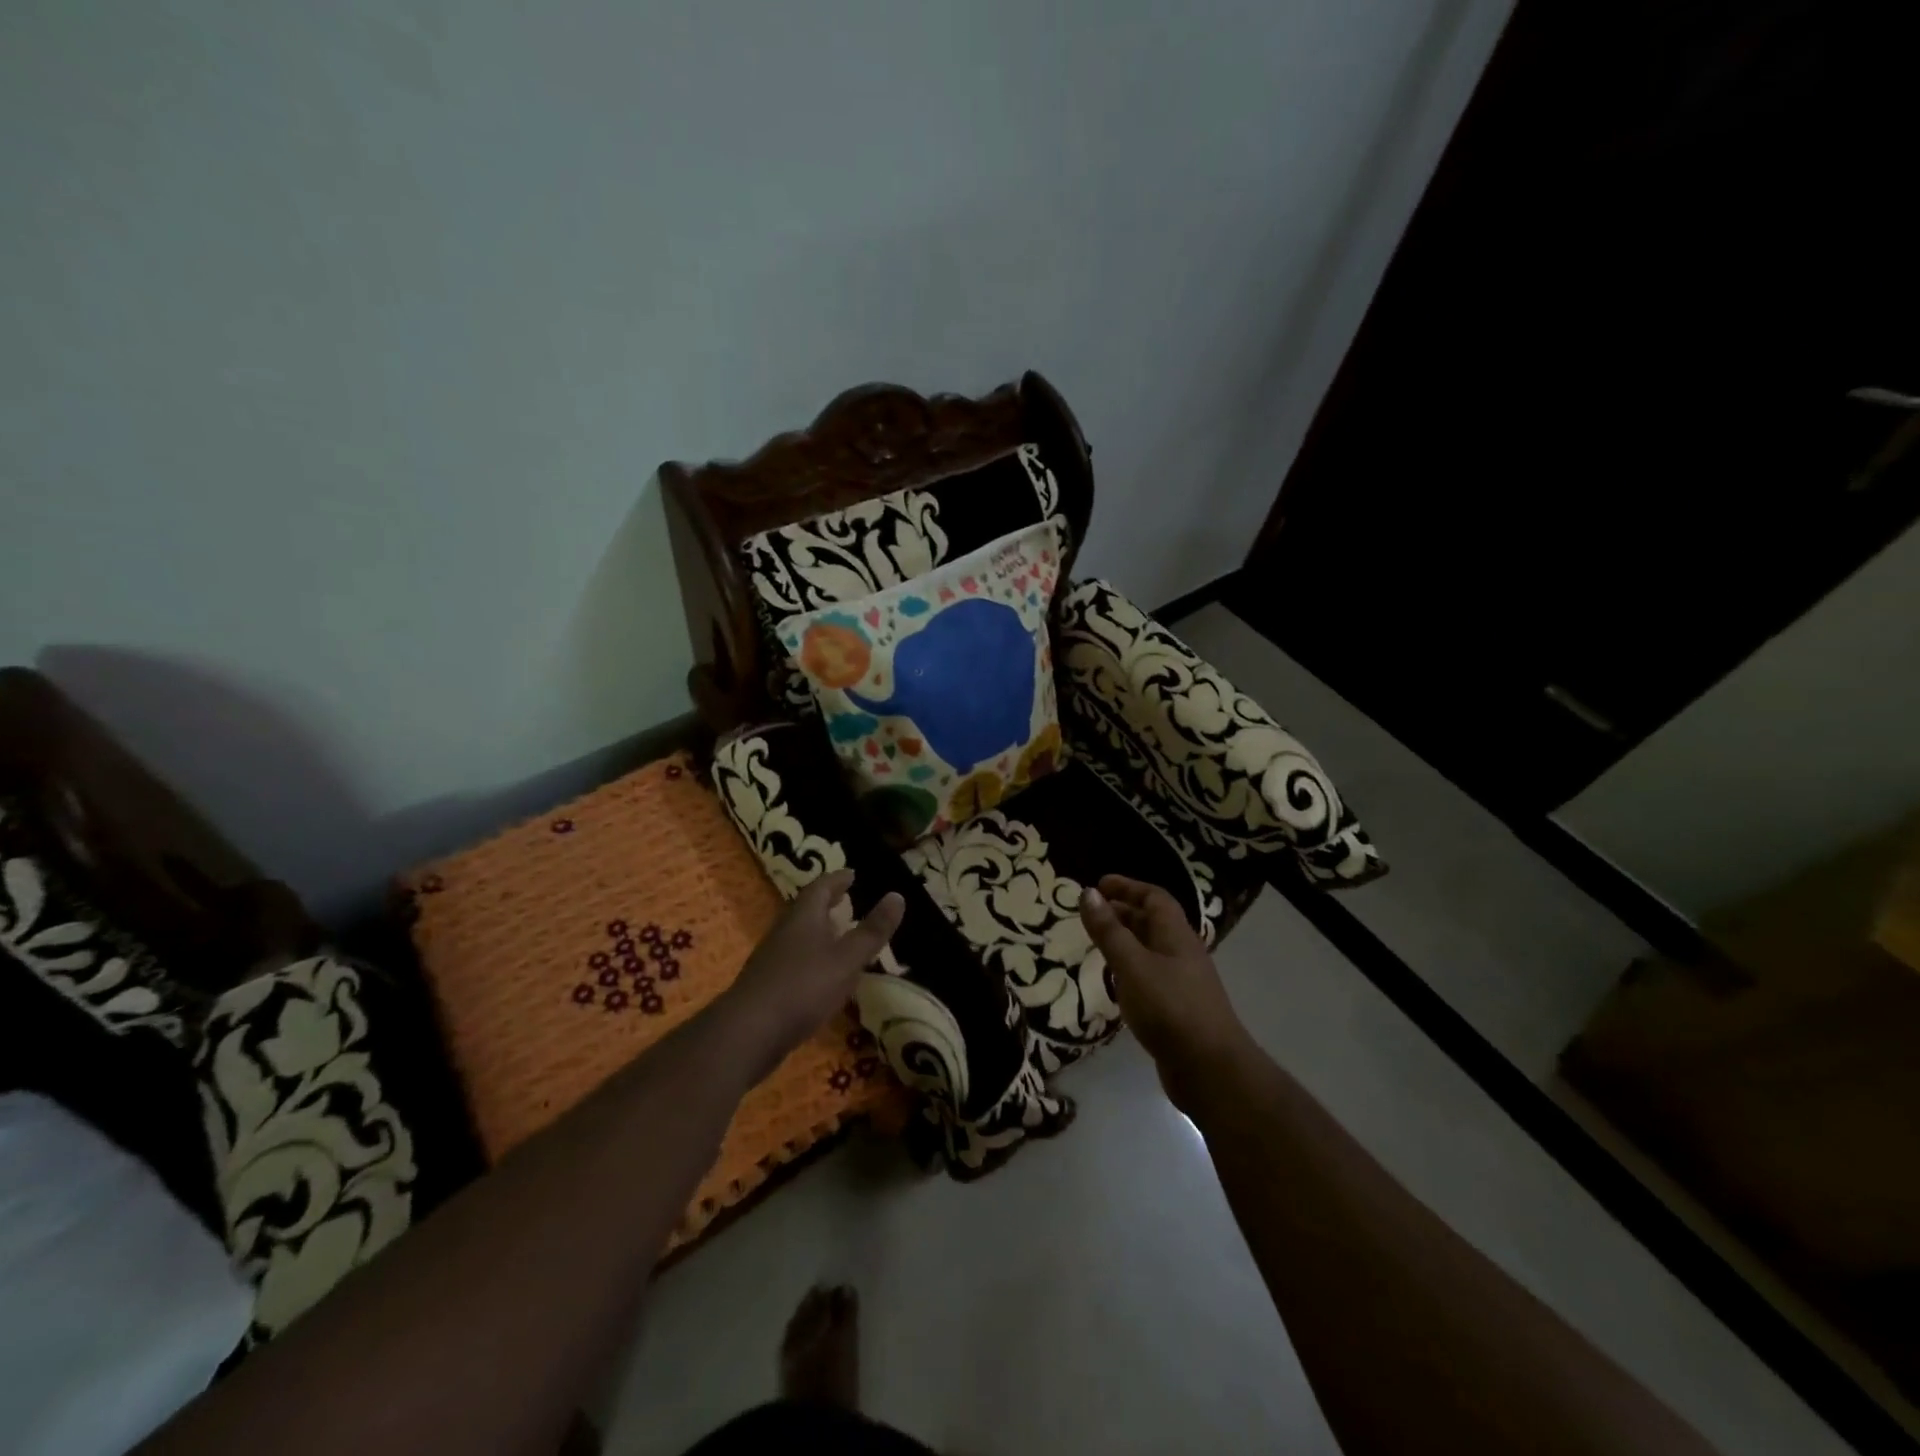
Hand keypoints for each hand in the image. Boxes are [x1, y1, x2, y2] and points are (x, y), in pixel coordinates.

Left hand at [721, 870, 904, 1075]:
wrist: (748, 1033)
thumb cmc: (803, 987)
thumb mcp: (847, 959)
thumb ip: (872, 931)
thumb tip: (897, 895)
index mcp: (804, 917)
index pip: (821, 887)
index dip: (838, 879)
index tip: (852, 874)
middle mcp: (785, 931)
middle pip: (807, 909)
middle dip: (827, 902)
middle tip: (846, 898)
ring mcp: (773, 958)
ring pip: (800, 934)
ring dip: (819, 930)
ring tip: (839, 934)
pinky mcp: (768, 985)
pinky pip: (795, 960)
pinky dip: (812, 956)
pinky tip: (822, 974)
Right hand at [1079, 875, 1249, 1102]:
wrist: (1210, 1070)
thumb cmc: (1169, 1008)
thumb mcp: (1132, 965)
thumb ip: (1109, 931)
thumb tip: (1087, 893)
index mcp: (1176, 935)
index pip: (1154, 897)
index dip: (1127, 886)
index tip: (1098, 884)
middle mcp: (1182, 953)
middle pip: (1153, 922)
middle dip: (1123, 912)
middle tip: (1091, 913)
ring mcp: (1183, 982)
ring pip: (1151, 950)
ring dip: (1125, 941)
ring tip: (1097, 944)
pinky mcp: (1178, 1009)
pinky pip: (1151, 976)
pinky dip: (1130, 970)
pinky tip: (1115, 983)